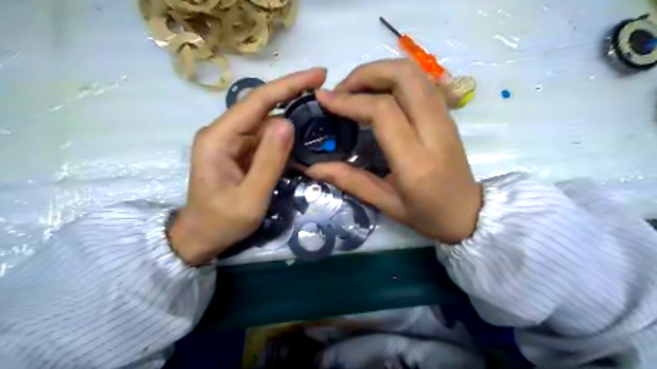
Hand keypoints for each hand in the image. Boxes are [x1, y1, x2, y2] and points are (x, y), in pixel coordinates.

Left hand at [168, 68, 328, 264]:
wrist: (200, 238)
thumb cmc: (222, 222)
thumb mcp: (251, 198)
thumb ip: (269, 161)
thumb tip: (288, 123)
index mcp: (218, 138)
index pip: (257, 101)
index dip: (289, 85)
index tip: (319, 75)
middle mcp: (222, 132)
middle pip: (262, 107)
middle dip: (293, 98)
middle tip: (325, 96)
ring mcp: (230, 141)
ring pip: (266, 122)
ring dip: (291, 123)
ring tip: (318, 123)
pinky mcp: (238, 151)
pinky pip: (264, 138)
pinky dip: (283, 139)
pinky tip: (300, 143)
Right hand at [306, 59, 480, 243]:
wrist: (469, 213)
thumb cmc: (427, 215)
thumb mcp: (385, 204)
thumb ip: (349, 180)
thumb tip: (312, 167)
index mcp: (415, 161)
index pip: (383, 111)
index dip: (350, 100)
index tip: (324, 99)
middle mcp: (434, 131)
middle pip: (404, 76)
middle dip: (367, 73)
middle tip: (342, 90)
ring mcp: (445, 118)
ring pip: (415, 73)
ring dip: (381, 71)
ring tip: (356, 89)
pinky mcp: (447, 114)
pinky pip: (422, 81)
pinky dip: (395, 77)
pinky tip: (379, 93)